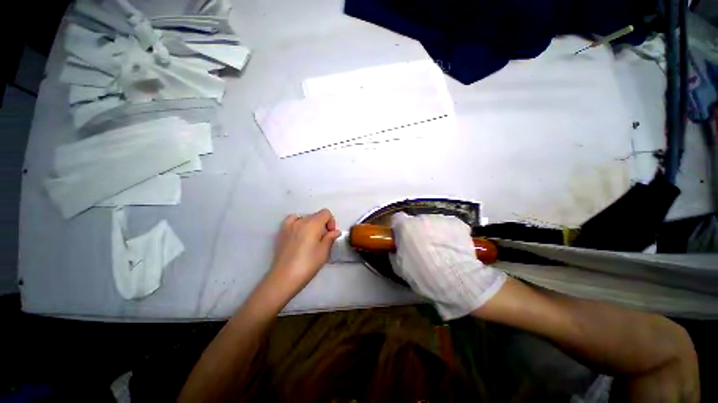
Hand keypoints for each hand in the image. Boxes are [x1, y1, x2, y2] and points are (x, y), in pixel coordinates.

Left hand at [264, 209, 340, 302]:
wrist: (284, 277)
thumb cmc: (308, 264)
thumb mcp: (324, 252)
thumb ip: (330, 238)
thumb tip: (336, 231)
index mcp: (313, 224)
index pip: (325, 213)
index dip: (331, 222)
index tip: (331, 234)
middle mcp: (301, 221)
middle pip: (315, 215)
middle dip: (322, 225)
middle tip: (323, 240)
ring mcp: (289, 225)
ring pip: (305, 218)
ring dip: (311, 224)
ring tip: (311, 238)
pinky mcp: (281, 232)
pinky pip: (292, 220)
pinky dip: (298, 223)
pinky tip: (299, 233)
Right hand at [389, 213, 506, 319]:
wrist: (454, 279)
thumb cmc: (422, 274)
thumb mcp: (399, 268)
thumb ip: (395, 253)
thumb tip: (397, 250)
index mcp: (405, 226)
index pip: (397, 219)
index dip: (400, 228)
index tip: (403, 237)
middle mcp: (422, 218)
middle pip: (417, 221)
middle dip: (418, 231)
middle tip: (423, 247)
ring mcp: (441, 219)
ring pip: (434, 223)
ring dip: (434, 232)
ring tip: (441, 249)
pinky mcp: (458, 223)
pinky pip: (450, 226)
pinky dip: (450, 234)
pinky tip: (453, 247)